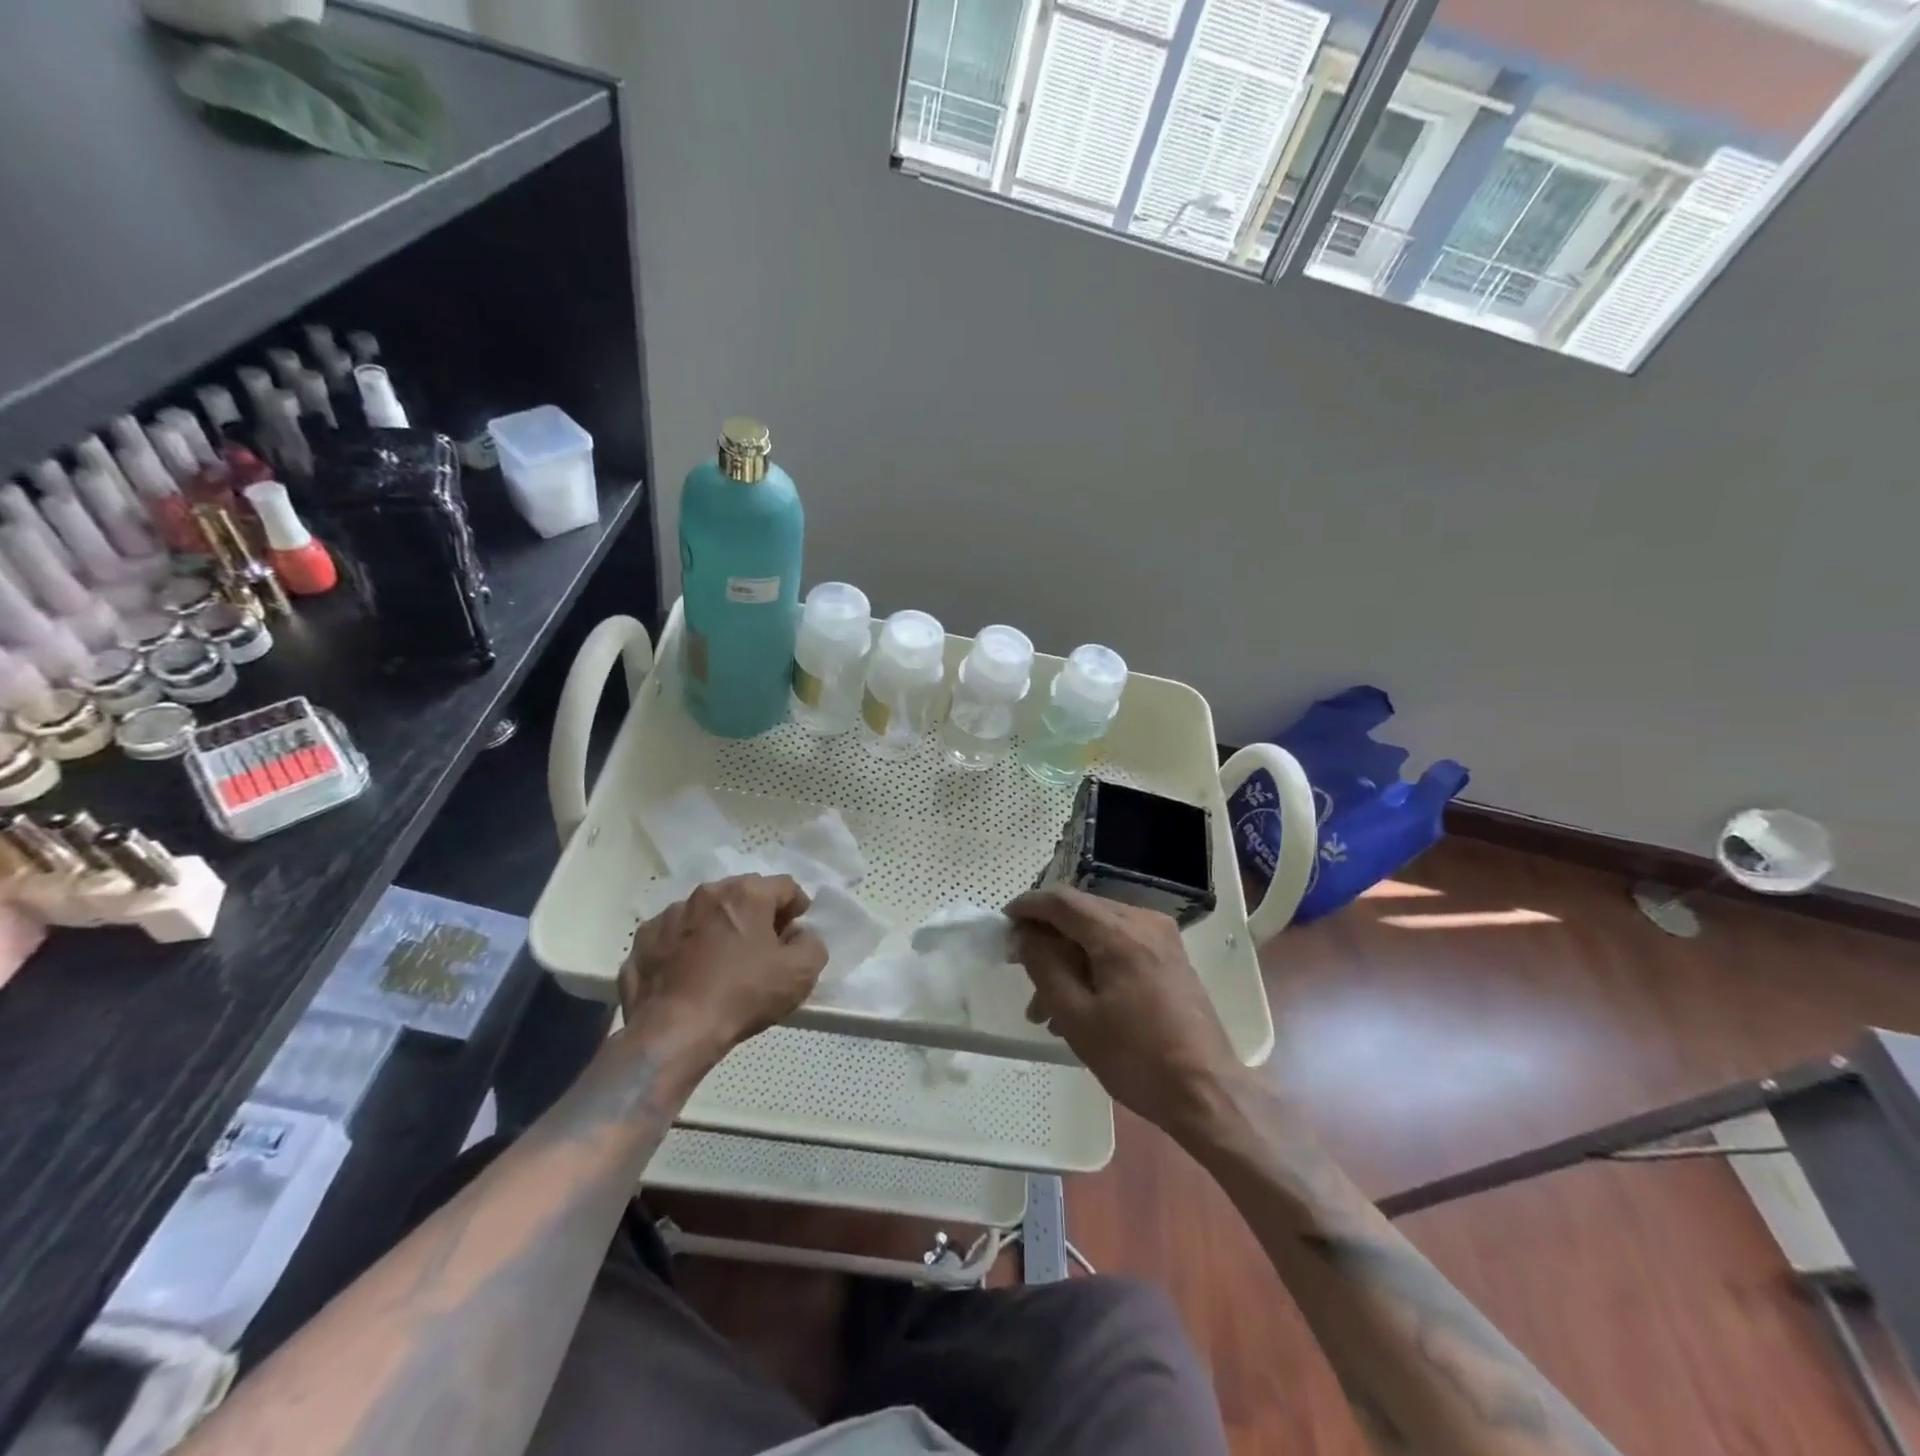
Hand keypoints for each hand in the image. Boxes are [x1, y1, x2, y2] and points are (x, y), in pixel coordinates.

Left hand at [619, 875, 827, 1062]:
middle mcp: (707, 893)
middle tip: (764, 947)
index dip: (797, 907)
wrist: (673, 1032)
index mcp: (746, 893)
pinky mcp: (643, 939)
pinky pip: (675, 935)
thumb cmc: (743, 995)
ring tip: (723, 962)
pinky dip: (686, 947)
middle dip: (757, 915)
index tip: (796, 931)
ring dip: (719, 928)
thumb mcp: (801, 973)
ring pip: (706, 913)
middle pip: (743, 895)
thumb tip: (800, 935)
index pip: (785, 886)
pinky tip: (690, 974)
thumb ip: (812, 944)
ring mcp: (670, 914)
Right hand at [1007, 887, 1244, 1135]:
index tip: (1003, 924)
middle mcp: (1143, 922)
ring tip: (1045, 1009)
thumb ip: (1044, 966)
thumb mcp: (1076, 1016)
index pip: (1062, 900)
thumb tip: (1023, 935)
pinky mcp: (1170, 957)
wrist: (1206, 1092)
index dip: (1028, 906)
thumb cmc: (1136, 1057)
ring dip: (1069, 958)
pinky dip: (1094, 963)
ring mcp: (1162, 938)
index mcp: (1119, 933)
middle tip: (1021, 970)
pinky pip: (1120, 945)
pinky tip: (1079, 1004)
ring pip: (1099, 931)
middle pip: (1081, 912)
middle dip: (1047, 938)